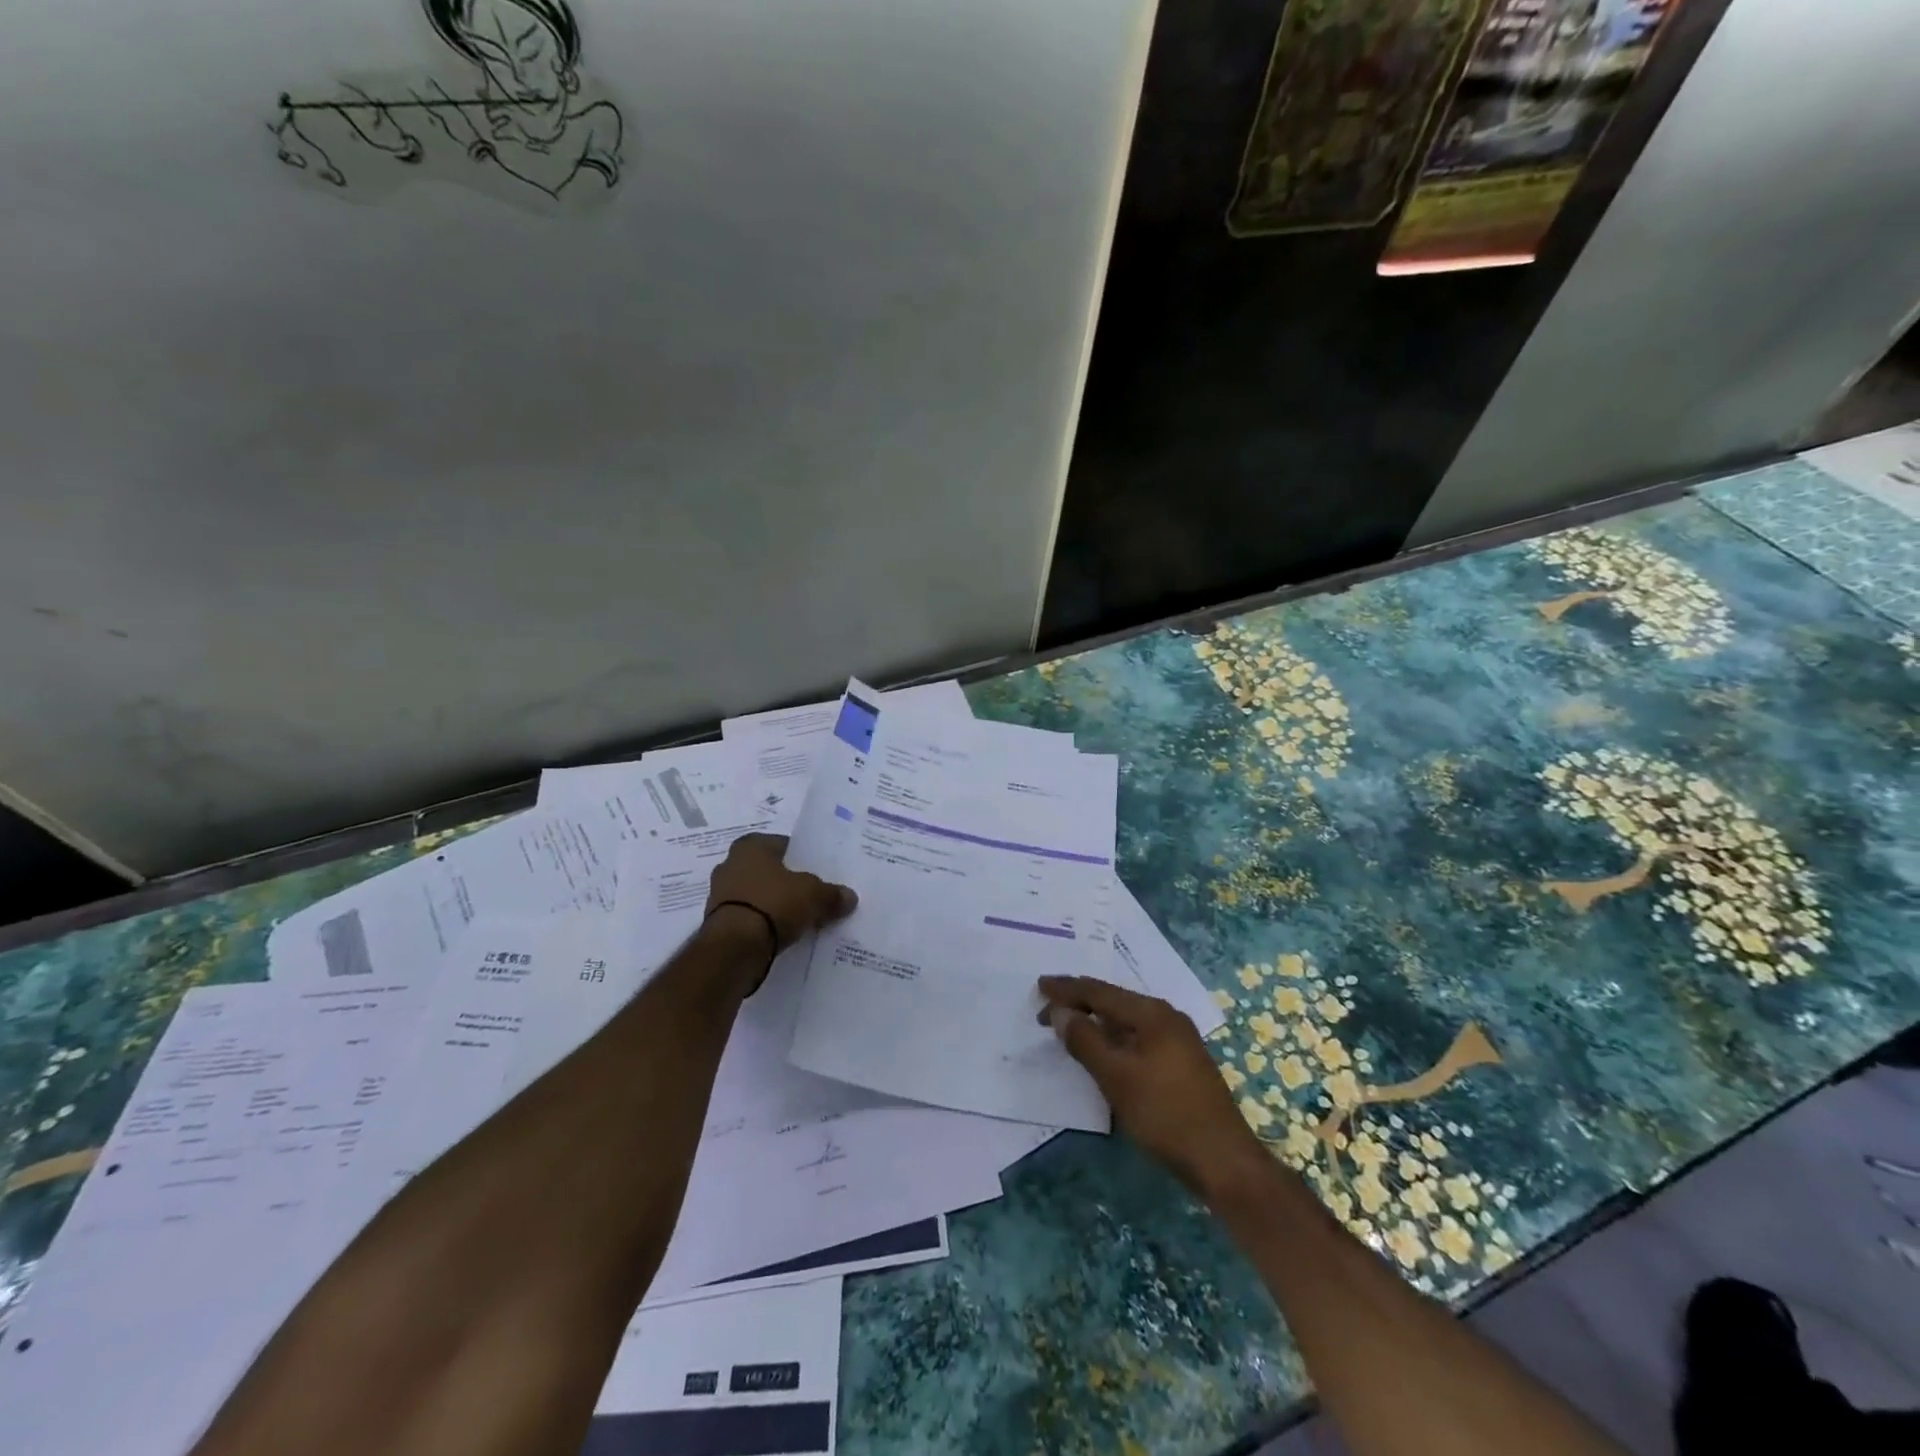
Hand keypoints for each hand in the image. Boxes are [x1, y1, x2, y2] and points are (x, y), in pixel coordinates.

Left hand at [705, 834, 857, 956]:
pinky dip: (761, 924)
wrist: (735, 947)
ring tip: (798, 918)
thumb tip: (849, 897)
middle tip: (810, 895)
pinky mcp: (716, 923)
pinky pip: (748, 918)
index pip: (783, 845)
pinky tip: (780, 935)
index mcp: (751, 846)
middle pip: (768, 871)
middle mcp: (730, 864)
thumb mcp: (814, 895)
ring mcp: (719, 895)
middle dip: (786, 882)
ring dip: (772, 904)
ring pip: (756, 895)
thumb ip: (831, 894)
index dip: (802, 859)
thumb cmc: (774, 903)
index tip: (818, 873)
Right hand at [1039, 975, 1264, 1196]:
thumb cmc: (1166, 1114)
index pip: (1100, 991)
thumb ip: (1085, 1041)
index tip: (1039, 986)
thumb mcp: (1117, 1077)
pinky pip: (1137, 1036)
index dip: (1067, 989)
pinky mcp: (1181, 1062)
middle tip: (1047, 1009)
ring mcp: (1178, 1040)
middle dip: (1079, 1002)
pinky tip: (1102, 1049)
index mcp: (1153, 1013)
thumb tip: (1061, 1011)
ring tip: (1068, 1025)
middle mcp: (1167, 1017)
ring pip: (1126, 1020)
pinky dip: (1113, 1037)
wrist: (1224, 1161)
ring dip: (1095, 1021)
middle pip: (1114, 1001)